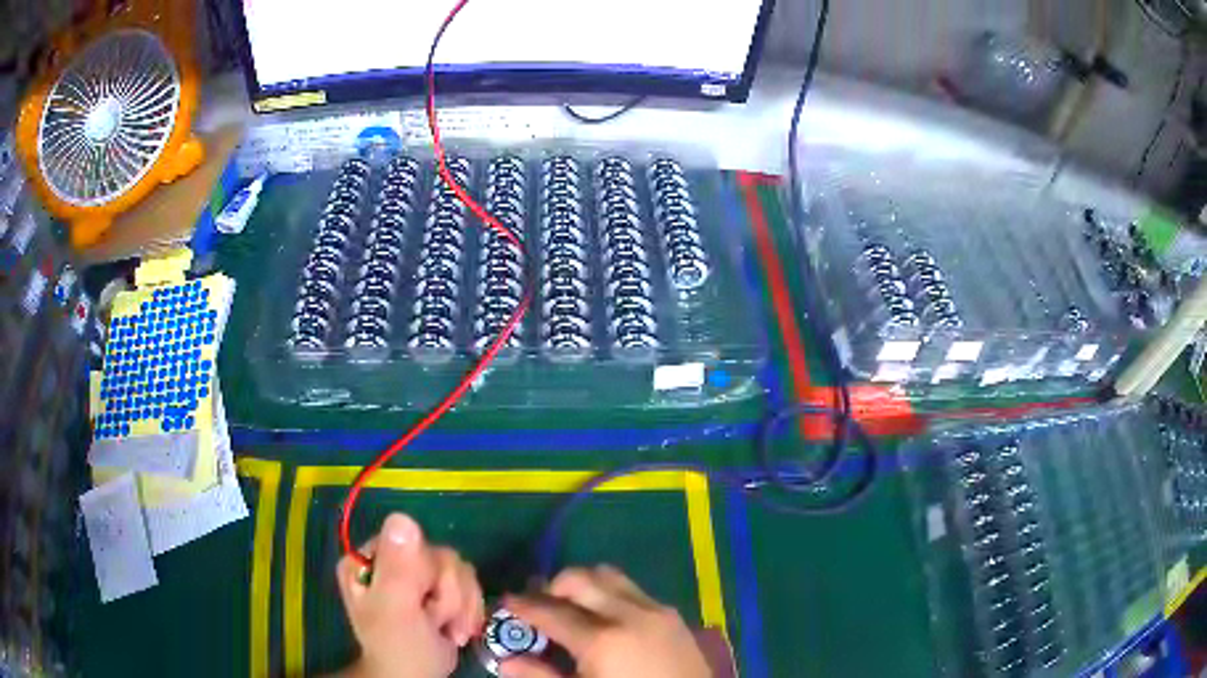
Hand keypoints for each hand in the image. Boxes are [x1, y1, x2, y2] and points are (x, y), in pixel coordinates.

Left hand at [336, 513, 484, 677]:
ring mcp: (414, 574)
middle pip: (439, 555)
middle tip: (434, 623)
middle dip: (447, 596)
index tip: (422, 603)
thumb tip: (402, 517)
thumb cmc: (400, 648)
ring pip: (458, 568)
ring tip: (446, 629)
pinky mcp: (437, 588)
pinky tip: (457, 628)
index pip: (410, 541)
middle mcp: (389, 559)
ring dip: (460, 606)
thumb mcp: (395, 610)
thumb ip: (398, 568)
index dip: (427, 574)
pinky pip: (469, 581)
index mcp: (367, 559)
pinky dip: (469, 609)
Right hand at [499, 565, 711, 677]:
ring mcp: (656, 610)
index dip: (523, 606)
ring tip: (572, 607)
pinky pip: (634, 590)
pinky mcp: (673, 615)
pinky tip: (606, 618)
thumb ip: (542, 676)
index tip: (506, 602)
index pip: (550, 611)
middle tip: (539, 605)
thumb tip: (506, 661)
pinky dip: (610, 594)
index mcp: (602, 639)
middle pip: (580, 579)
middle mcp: (629, 614)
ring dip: (584, 585)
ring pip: (610, 576)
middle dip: (552, 587)